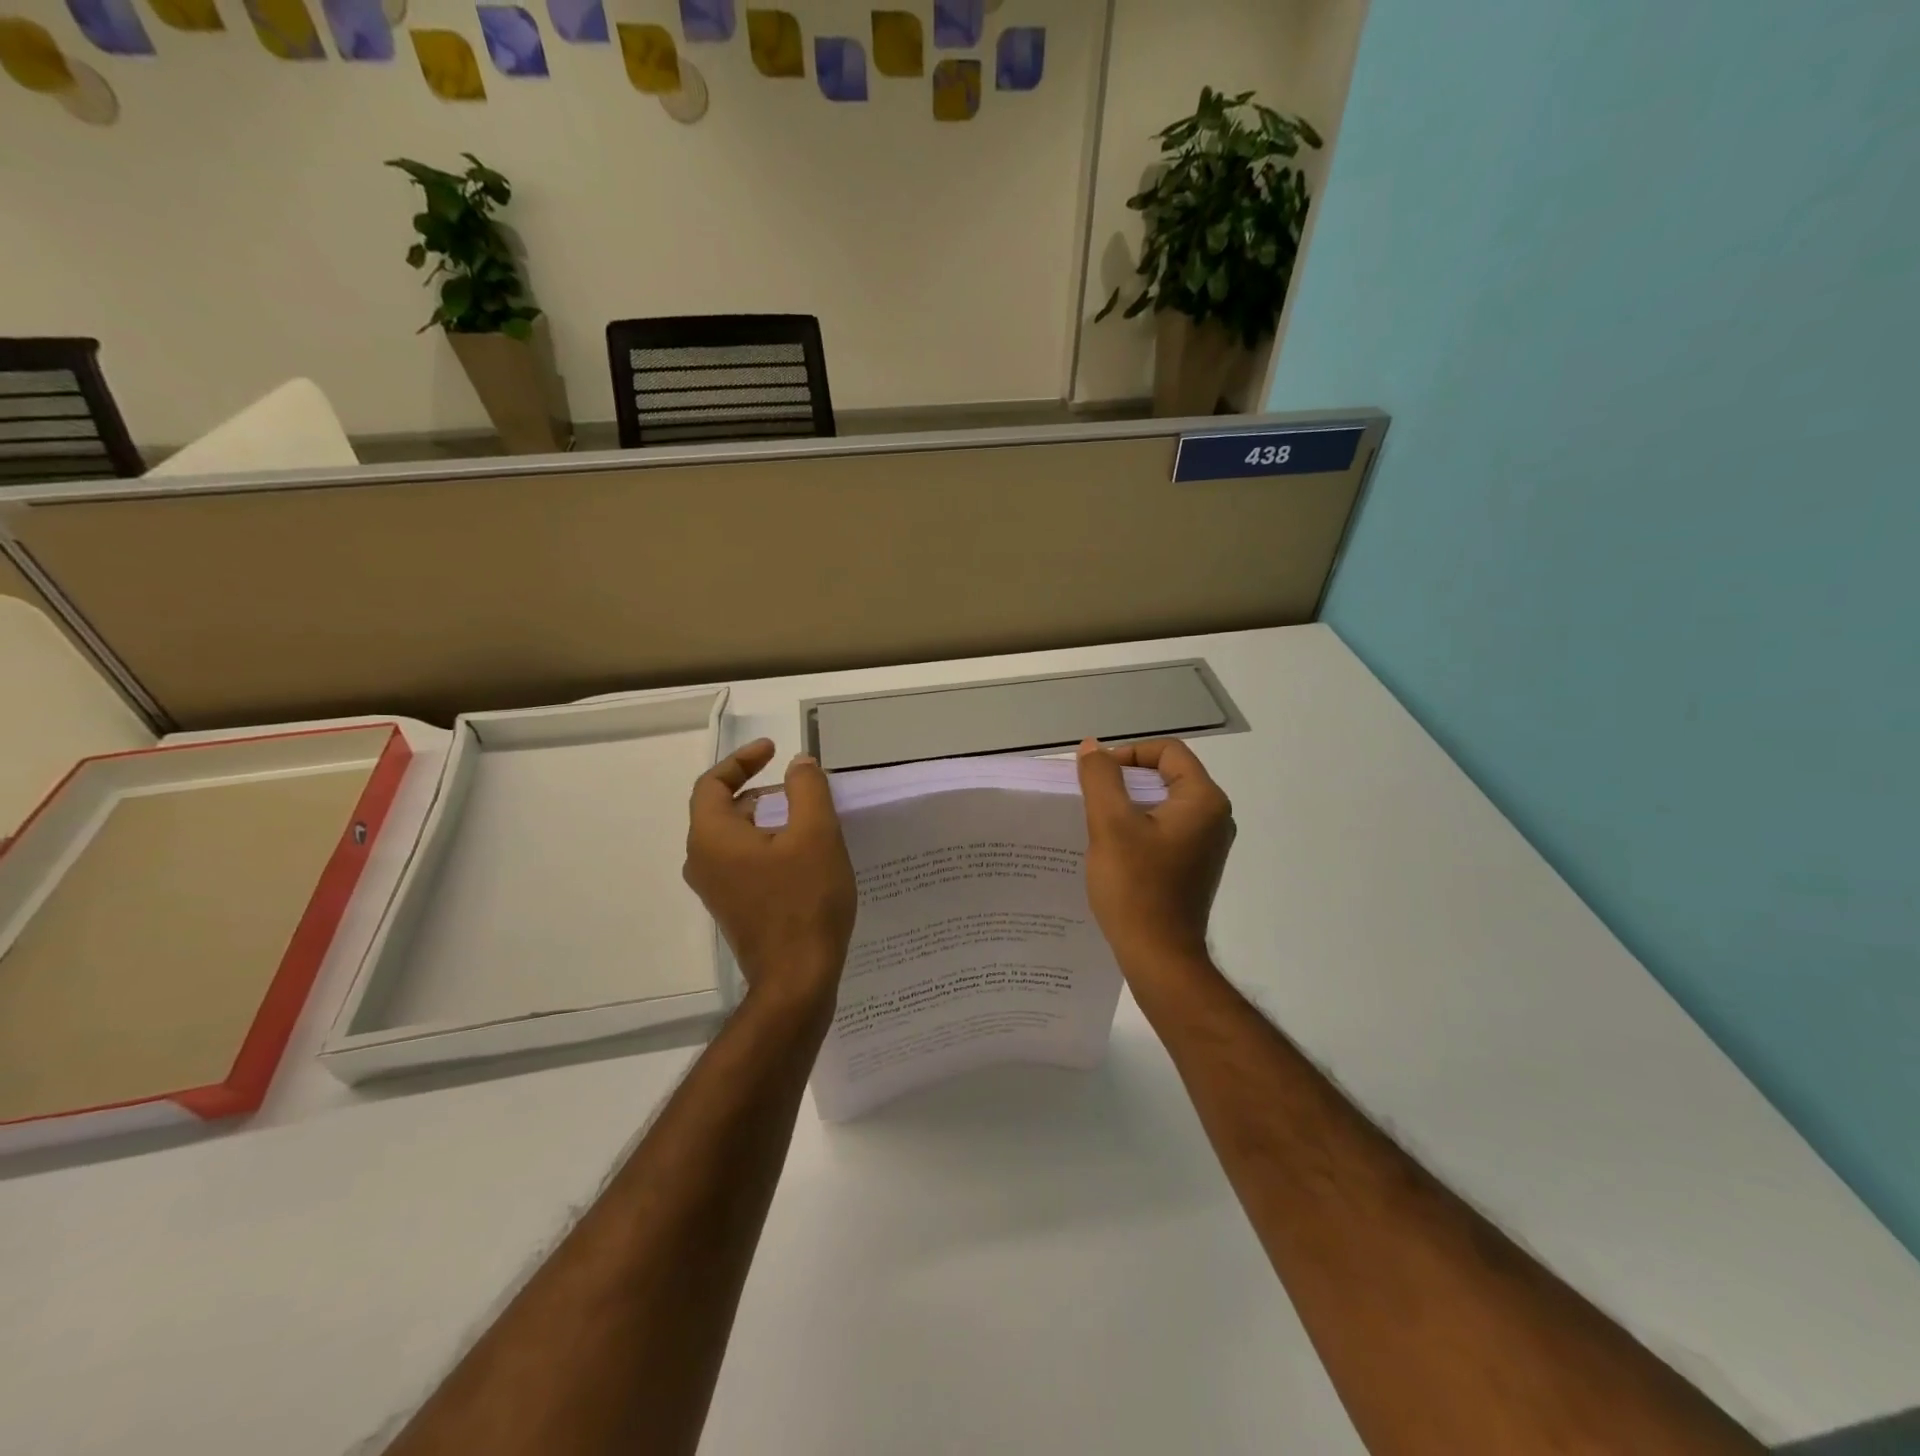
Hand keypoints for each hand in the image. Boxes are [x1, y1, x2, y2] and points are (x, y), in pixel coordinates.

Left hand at [684, 739, 856, 1014]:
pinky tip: (803, 854)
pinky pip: (743, 861)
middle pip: (723, 809)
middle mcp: (702, 861)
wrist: (797, 979)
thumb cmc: (805, 901)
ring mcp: (716, 889)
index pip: (713, 783)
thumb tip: (798, 764)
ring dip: (766, 817)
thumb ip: (807, 789)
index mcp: (712, 837)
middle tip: (799, 786)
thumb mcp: (816, 834)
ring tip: (807, 817)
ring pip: (735, 837)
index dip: (742, 759)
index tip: (774, 750)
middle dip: (760, 789)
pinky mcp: (734, 908)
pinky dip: (767, 844)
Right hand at [1075, 738, 1235, 976]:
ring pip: (1163, 804)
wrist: (1159, 957)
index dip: (1128, 755)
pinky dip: (1139, 829)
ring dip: (1129, 806)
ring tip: (1098, 825)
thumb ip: (1100, 778)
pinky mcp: (1195, 865)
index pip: (1167, 752)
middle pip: (1167, 775)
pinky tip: (1114, 849)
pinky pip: (1165, 829)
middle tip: (1092, 800)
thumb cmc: (1136, 887)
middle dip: (1125, 781)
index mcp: (1204, 800)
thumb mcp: (1110, 825)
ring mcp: (1207, 844)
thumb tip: (1093, 748)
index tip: (1097, 778)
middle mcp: (1215, 817)